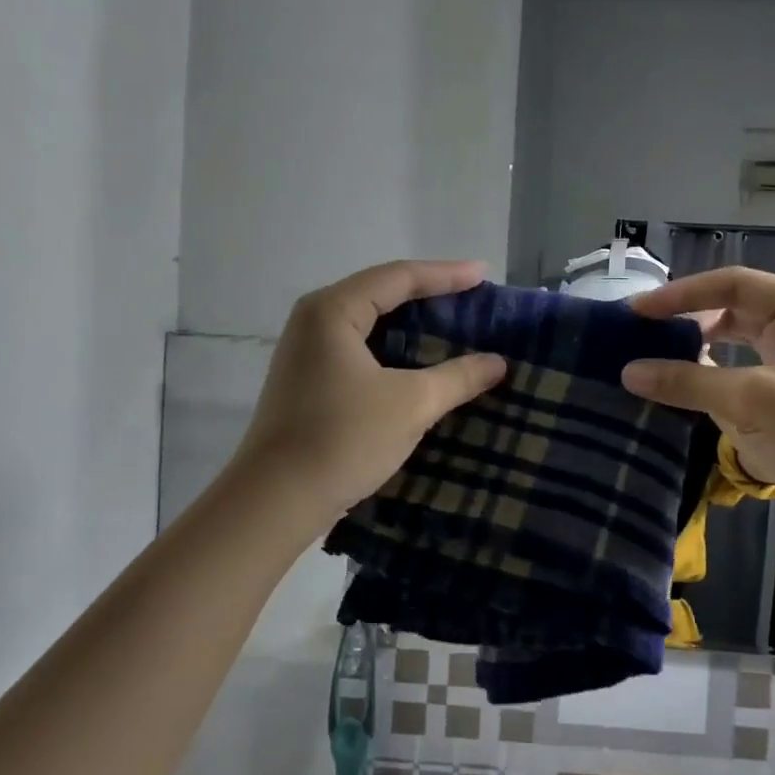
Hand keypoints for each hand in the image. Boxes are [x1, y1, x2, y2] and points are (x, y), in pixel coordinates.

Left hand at [232, 260, 507, 520]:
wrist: (276, 500)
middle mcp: (315, 320)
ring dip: (412, 323)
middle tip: (473, 298)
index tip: (485, 275)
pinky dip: (395, 348)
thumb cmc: (343, 439)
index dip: (446, 274)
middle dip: (430, 294)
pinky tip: (420, 362)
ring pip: (370, 322)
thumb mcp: (411, 404)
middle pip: (381, 293)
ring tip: (454, 325)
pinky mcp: (309, 379)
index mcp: (333, 310)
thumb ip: (458, 377)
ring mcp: (307, 350)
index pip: (399, 278)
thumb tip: (498, 362)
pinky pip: (361, 347)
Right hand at [621, 268, 774, 517]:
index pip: (734, 284)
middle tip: (643, 333)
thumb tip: (628, 372)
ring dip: (700, 348)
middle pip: (736, 308)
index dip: (682, 294)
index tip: (639, 311)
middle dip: (689, 319)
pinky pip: (743, 373)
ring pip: (738, 342)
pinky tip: (685, 387)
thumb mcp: (748, 402)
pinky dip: (714, 376)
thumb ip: (687, 382)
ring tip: (656, 356)